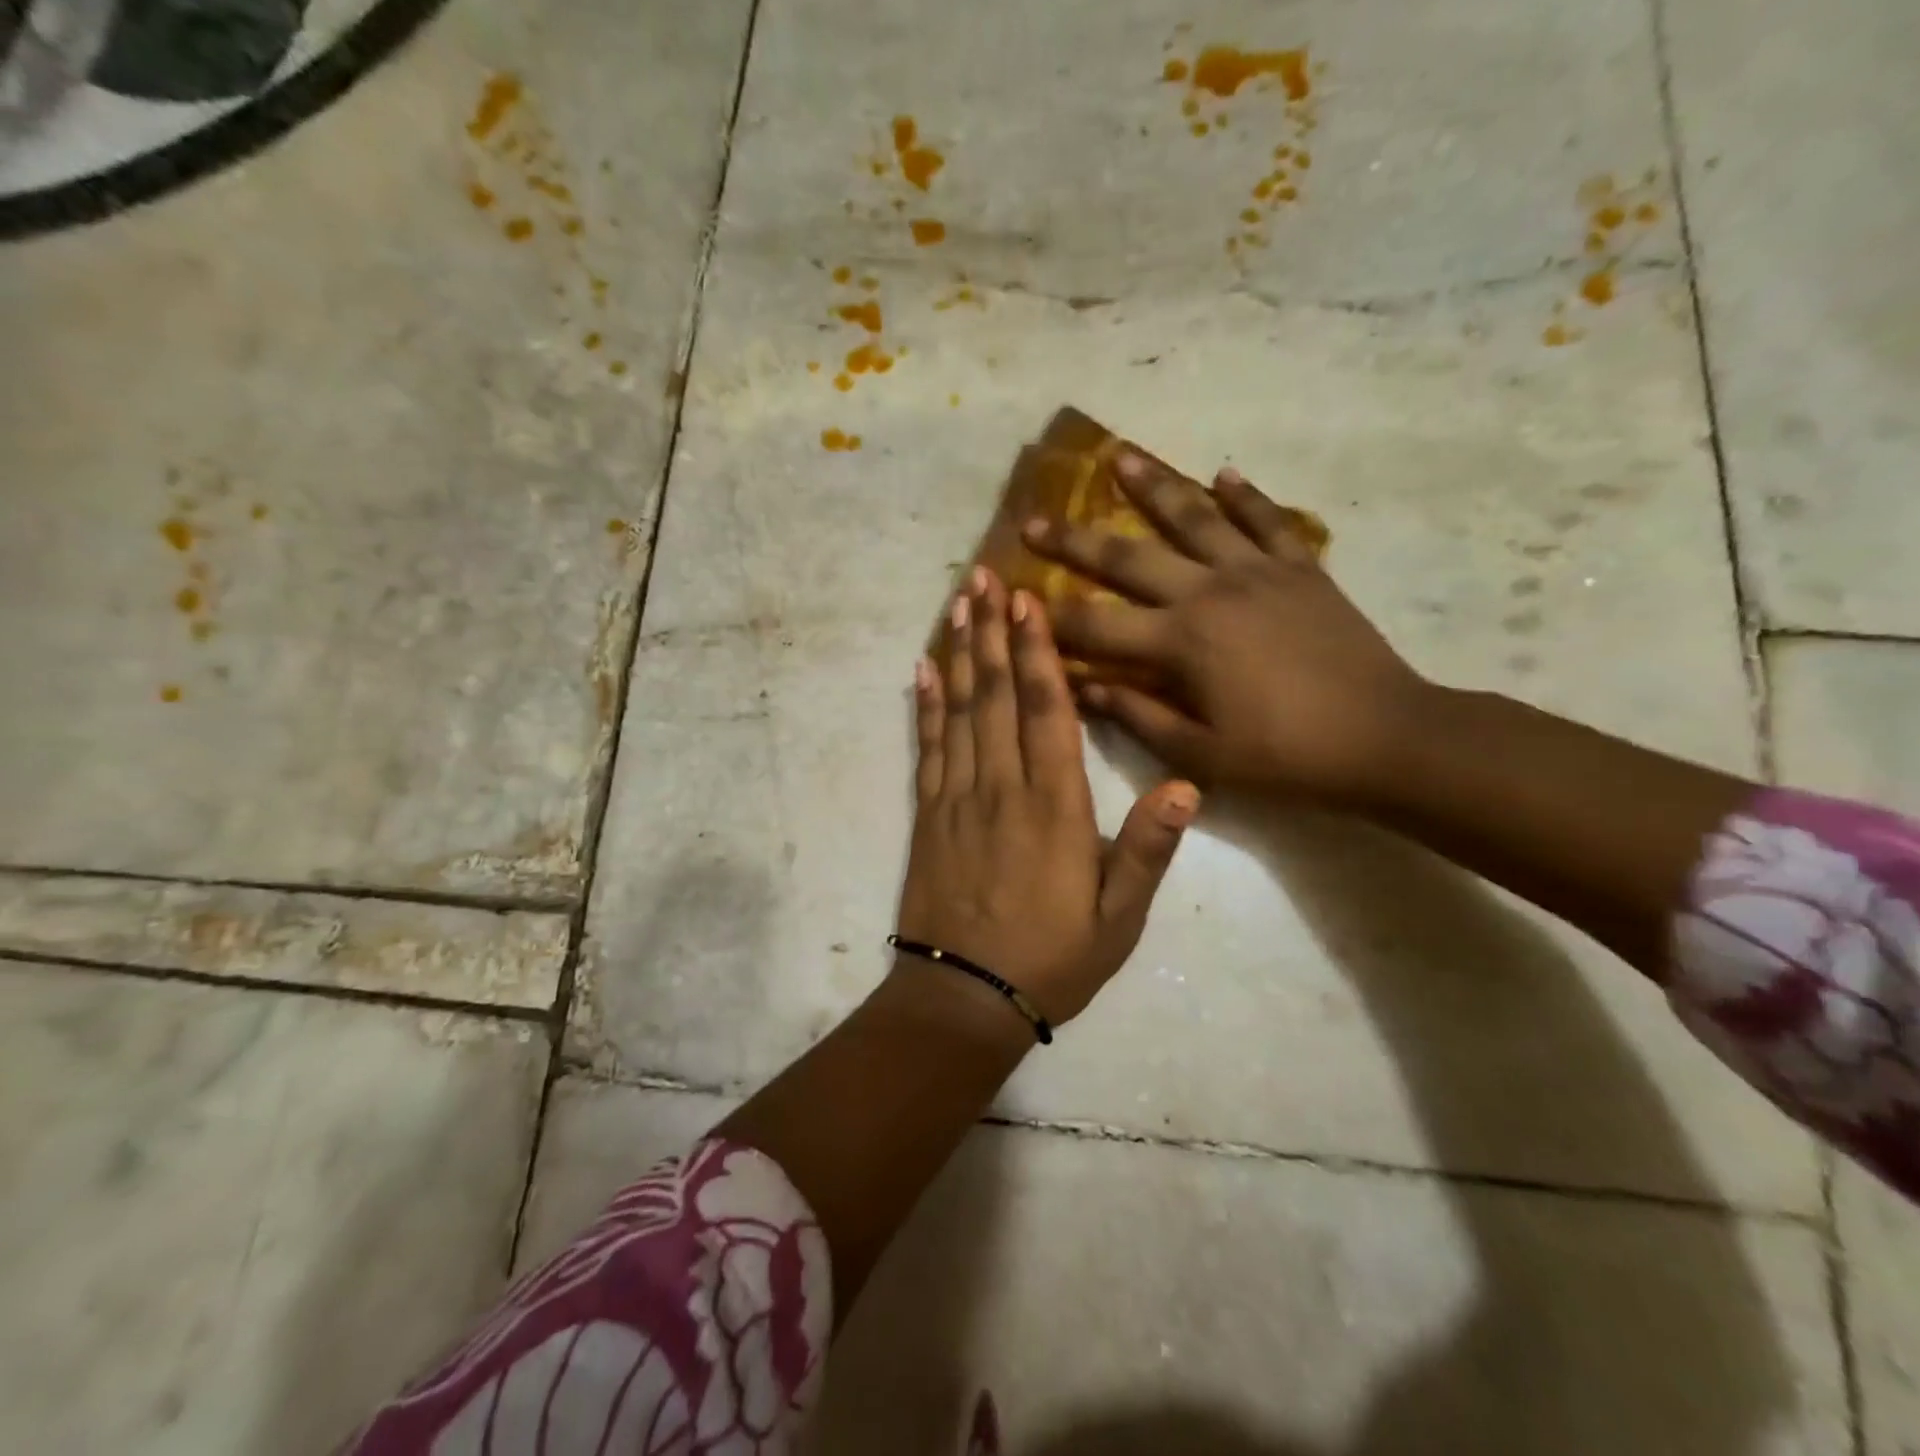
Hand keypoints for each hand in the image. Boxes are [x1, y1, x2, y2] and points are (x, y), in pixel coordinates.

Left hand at [897, 567, 1198, 1025]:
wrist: (964, 999)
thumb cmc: (1052, 959)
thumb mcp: (1118, 918)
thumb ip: (1148, 849)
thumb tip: (1188, 784)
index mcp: (1054, 807)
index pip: (1047, 711)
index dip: (1037, 651)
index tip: (1027, 600)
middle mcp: (1002, 788)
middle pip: (996, 695)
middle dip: (992, 632)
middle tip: (983, 576)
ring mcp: (957, 798)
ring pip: (959, 711)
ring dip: (959, 654)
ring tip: (956, 604)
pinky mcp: (928, 816)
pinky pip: (927, 748)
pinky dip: (924, 706)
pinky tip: (921, 671)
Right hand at [1025, 454, 1426, 804]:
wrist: (1386, 738)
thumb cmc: (1285, 756)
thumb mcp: (1200, 754)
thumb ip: (1137, 716)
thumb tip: (1082, 688)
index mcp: (1181, 642)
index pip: (1096, 625)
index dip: (1050, 616)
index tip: (1013, 599)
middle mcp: (1209, 592)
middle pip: (1129, 557)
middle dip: (1074, 540)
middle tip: (1033, 520)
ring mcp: (1258, 571)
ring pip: (1195, 517)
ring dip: (1153, 486)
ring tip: (1120, 456)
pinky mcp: (1301, 568)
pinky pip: (1267, 520)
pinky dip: (1244, 495)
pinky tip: (1223, 473)